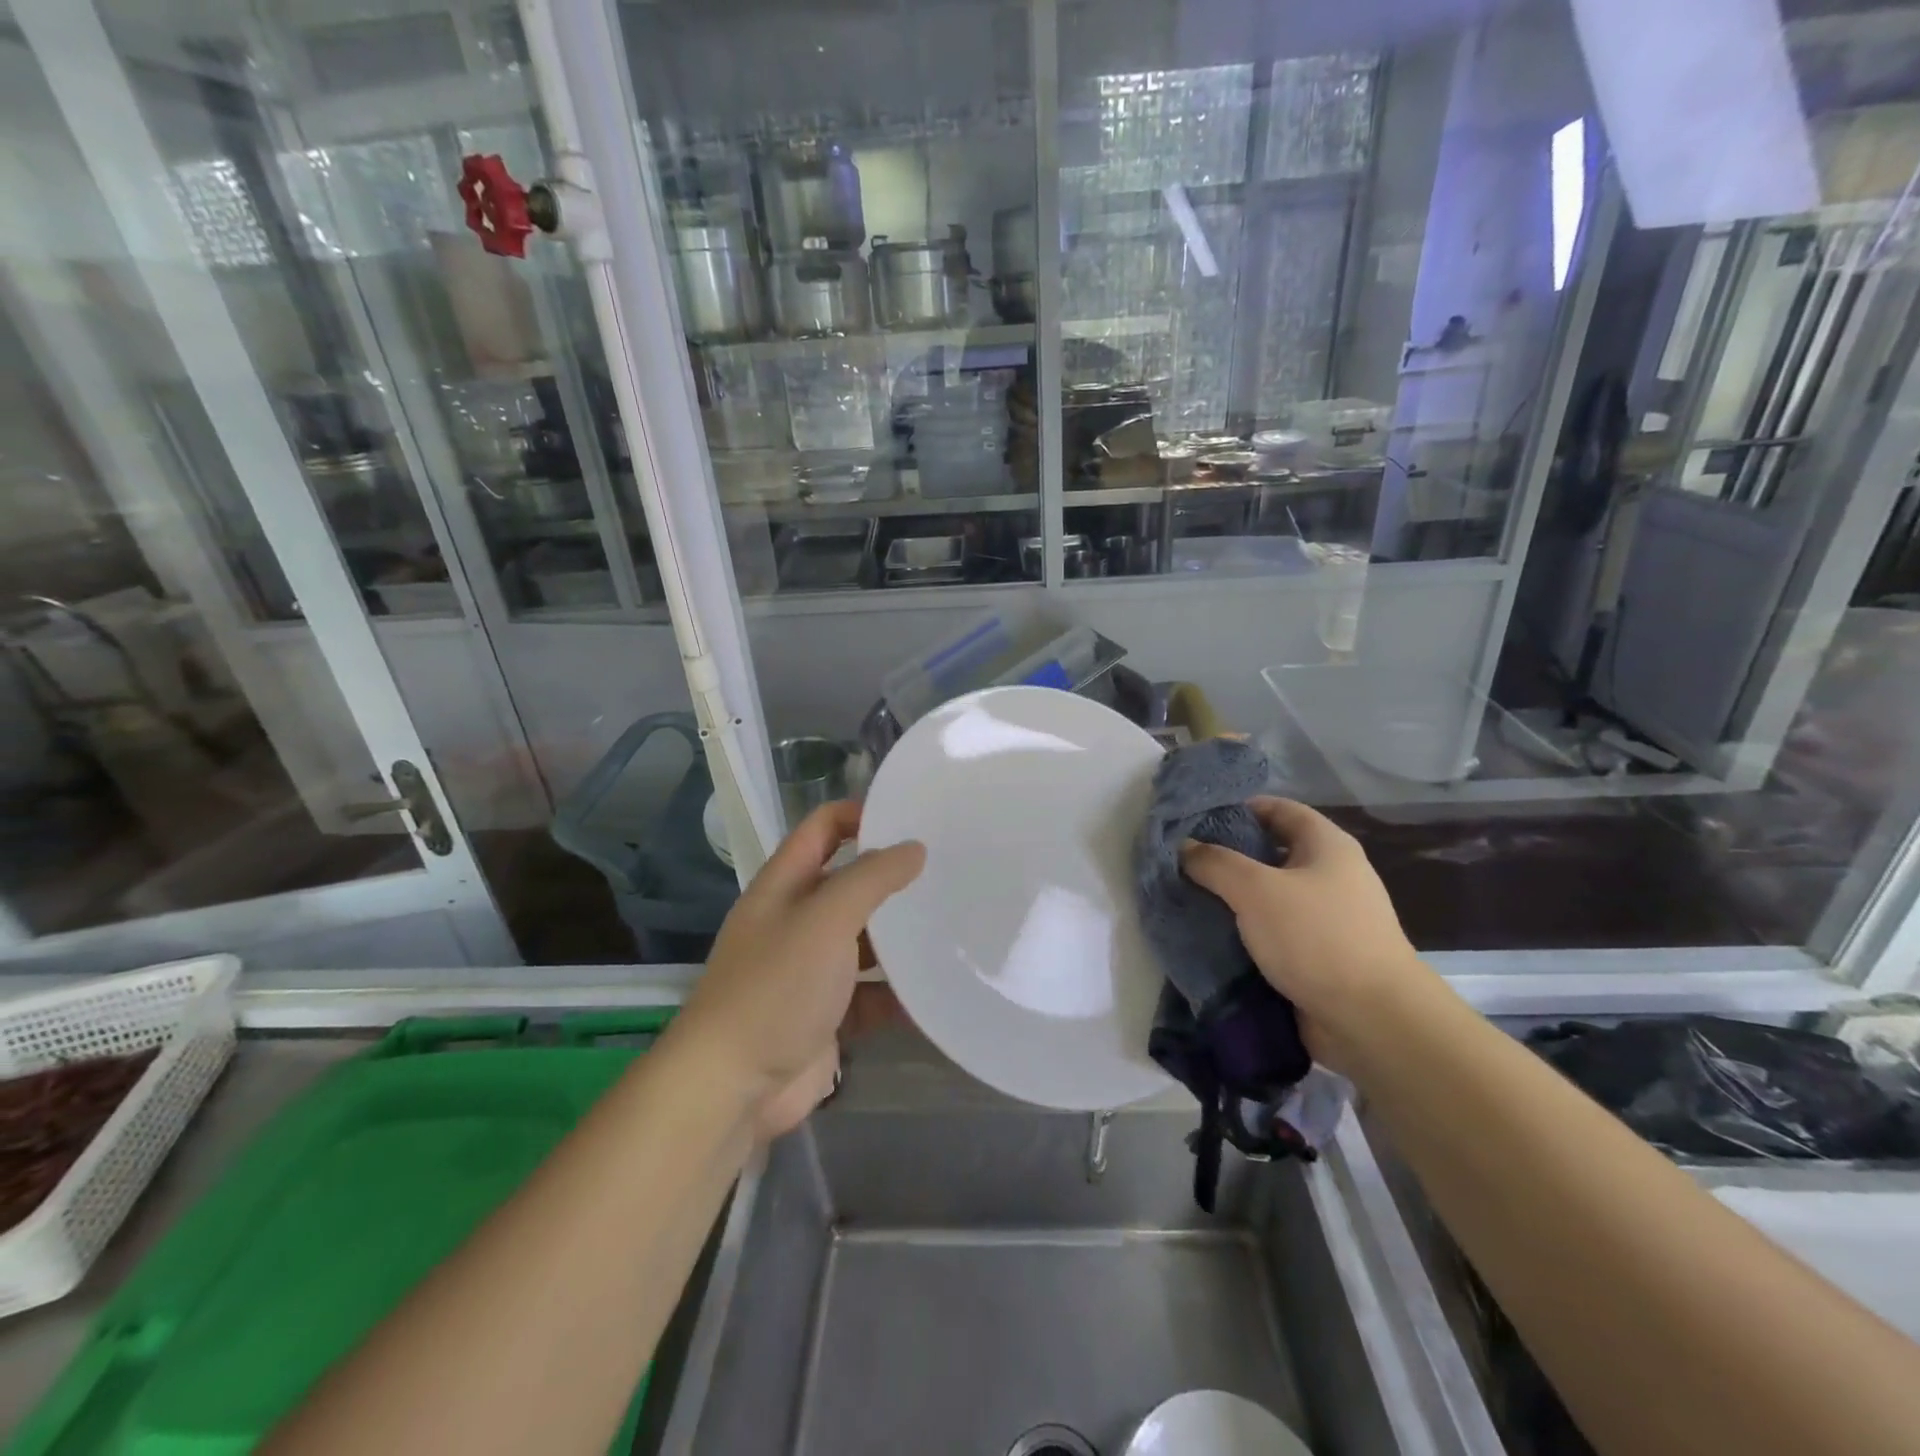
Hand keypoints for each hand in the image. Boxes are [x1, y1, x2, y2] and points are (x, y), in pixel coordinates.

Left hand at [669, 801, 924, 1138]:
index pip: (824, 827)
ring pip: (863, 941)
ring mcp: (810, 969)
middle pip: (849, 883)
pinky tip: (934, 994)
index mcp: (786, 884)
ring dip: (900, 939)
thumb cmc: (776, 987)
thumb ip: (871, 878)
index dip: (862, 815)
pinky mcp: (825, 1014)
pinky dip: (897, 995)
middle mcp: (797, 919)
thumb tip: (914, 848)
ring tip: (953, 928)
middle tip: (948, 872)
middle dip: (893, 879)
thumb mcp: (826, 919)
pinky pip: (869, 994)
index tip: (912, 821)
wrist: (732, 1088)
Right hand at [1180, 797, 1431, 1067]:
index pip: (1278, 808)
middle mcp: (1330, 875)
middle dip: (1226, 857)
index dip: (1238, 808)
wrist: (1372, 1021)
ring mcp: (1326, 917)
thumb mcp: (1256, 890)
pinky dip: (1244, 931)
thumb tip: (1184, 847)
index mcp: (1326, 846)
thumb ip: (1215, 863)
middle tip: (1182, 862)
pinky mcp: (1317, 955)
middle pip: (1270, 852)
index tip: (1195, 820)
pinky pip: (1272, 932)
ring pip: (1268, 895)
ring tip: (1187, 898)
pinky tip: (1210, 935)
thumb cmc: (1317, 938)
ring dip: (1231, 898)